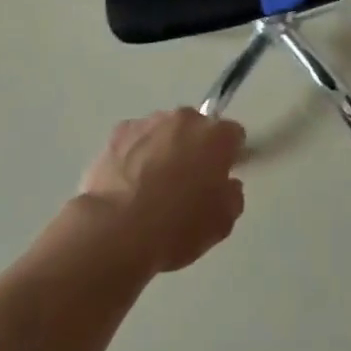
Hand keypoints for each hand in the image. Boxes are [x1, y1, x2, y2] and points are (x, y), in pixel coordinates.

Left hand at [78, 109, 246, 273]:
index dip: (229, 156)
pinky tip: (127, 182)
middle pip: (198, 128)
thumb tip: (227, 185)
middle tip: (186, 184)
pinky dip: (135, 153)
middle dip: (196, 148)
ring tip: (151, 186)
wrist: (116, 232)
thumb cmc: (176, 228)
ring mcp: (149, 122)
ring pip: (165, 131)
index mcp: (217, 136)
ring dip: (165, 148)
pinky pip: (135, 139)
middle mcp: (186, 119)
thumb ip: (233, 196)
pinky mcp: (118, 133)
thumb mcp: (222, 224)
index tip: (220, 178)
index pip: (233, 135)